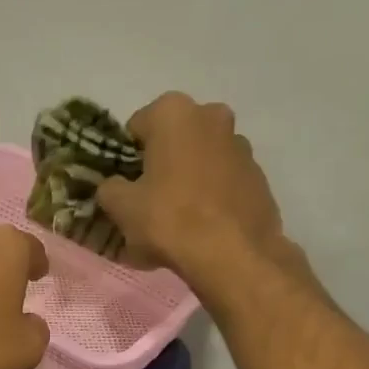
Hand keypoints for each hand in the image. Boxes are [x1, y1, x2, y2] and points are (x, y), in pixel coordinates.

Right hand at [96, 93, 293, 289]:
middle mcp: (211, 116)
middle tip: (149, 200)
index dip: (126, 158)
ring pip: (201, 160)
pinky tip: (204, 228)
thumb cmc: (169, 220)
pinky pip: (224, 182)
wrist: (233, 255)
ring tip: (178, 219)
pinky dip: (212, 197)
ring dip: (188, 179)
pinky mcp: (259, 176)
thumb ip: (109, 188)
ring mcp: (241, 146)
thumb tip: (114, 186)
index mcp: (173, 112)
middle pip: (173, 141)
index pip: (136, 128)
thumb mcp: (120, 207)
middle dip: (161, 164)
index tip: (125, 186)